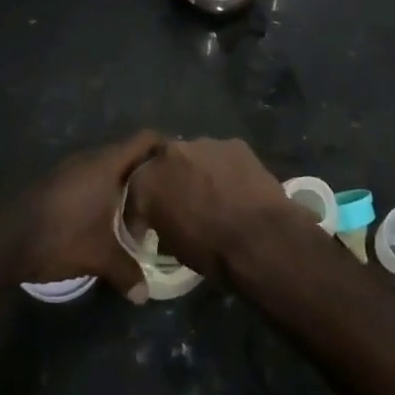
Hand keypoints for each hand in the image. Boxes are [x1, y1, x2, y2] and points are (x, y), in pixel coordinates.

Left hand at [2, 132, 166, 298]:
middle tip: (165, 193)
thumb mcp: (99, 256)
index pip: (144, 139)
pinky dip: (102, 191)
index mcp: (106, 163)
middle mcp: (89, 158)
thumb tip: (145, 295)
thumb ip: (127, 271)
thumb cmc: (60, 237)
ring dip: (121, 183)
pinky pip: (89, 177)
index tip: (181, 161)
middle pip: (127, 153)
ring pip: (106, 167)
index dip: (164, 145)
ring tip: (139, 207)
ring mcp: (69, 168)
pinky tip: (105, 216)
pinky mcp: (54, 182)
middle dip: (146, 171)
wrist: (3, 241)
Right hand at [127, 136, 301, 279]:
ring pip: (195, 156)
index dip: (142, 208)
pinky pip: (222, 156)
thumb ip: (161, 222)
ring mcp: (204, 143)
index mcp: (146, 181)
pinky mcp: (234, 143)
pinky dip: (225, 169)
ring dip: (198, 171)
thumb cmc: (210, 251)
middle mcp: (170, 153)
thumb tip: (166, 220)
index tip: (149, 224)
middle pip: (164, 163)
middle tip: (183, 200)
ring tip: (213, 193)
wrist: (259, 238)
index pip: (135, 191)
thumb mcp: (171, 246)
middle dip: (170, 179)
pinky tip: (236, 187)